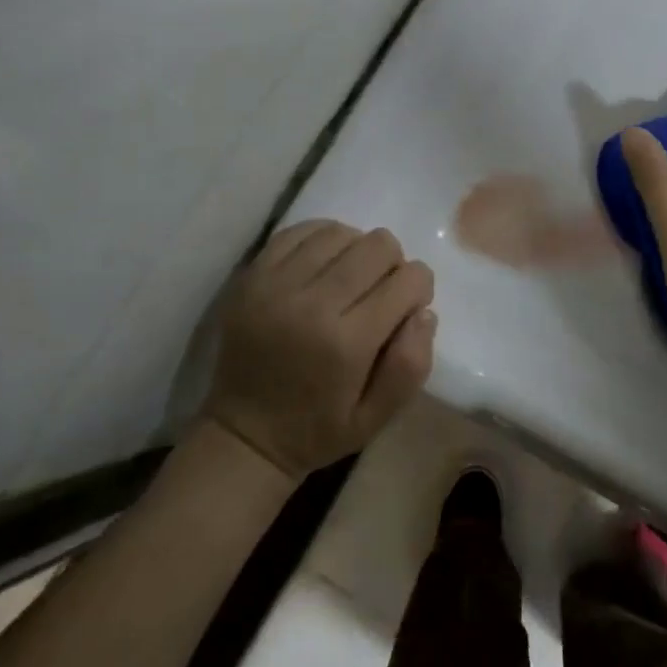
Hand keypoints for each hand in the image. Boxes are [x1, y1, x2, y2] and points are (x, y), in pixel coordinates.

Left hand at [202, 221, 436, 478]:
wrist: (242, 435)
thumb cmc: (318, 429)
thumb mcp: (377, 418)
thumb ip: (411, 366)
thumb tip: (424, 312)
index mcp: (347, 343)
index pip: (408, 281)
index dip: (420, 288)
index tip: (409, 307)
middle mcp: (312, 304)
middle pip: (378, 246)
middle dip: (393, 264)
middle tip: (381, 292)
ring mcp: (276, 285)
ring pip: (340, 233)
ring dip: (357, 250)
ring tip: (351, 278)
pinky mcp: (251, 276)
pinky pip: (299, 231)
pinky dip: (323, 238)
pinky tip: (326, 262)